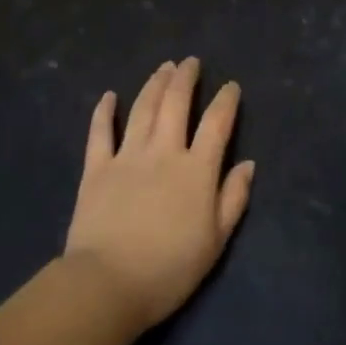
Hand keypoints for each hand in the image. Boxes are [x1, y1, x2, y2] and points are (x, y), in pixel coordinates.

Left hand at [64, 58, 256, 328]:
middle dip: (185, 78)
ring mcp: (127, 156)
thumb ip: (233, 198)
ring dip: (154, 84)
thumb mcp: (215, 241)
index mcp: (196, 170)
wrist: (108, 282)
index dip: (226, 101)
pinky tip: (109, 96)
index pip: (216, 124)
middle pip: (176, 104)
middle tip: (191, 62)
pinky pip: (100, 132)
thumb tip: (248, 164)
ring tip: (163, 67)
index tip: (231, 86)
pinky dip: (105, 111)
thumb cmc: (170, 268)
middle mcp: (163, 152)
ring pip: (143, 109)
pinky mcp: (97, 168)